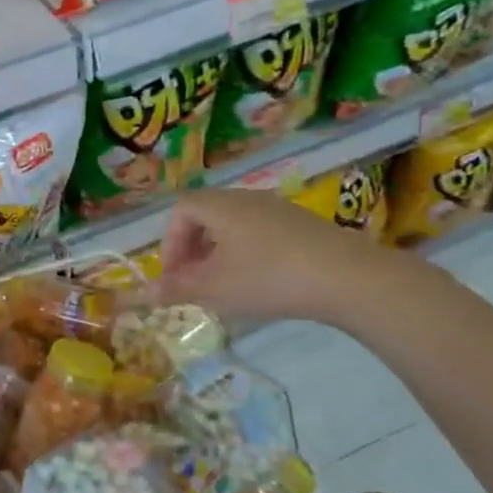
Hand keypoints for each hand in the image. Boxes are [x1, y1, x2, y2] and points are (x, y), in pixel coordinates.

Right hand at [153, 188, 412, 327]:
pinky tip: (260, 283)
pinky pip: (261, 233)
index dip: (170, 243)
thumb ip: (176, 289)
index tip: (174, 276)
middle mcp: (247, 198)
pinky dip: (247, 254)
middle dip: (192, 249)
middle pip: (206, 216)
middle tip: (194, 281)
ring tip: (225, 285)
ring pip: (234, 226)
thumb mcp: (214, 288)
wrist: (349, 278)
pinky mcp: (304, 226)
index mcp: (221, 206)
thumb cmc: (268, 277)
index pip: (180, 211)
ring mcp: (279, 209)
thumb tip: (142, 294)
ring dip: (219, 253)